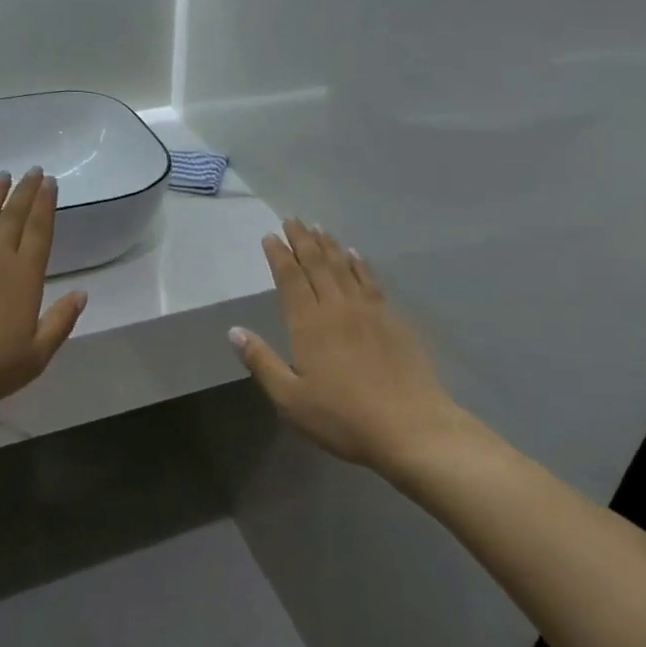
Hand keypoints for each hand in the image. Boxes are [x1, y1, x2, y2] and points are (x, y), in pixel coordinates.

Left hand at [0, 168, 87, 419]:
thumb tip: (81, 294)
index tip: (50, 182)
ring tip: (3, 175)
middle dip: (25, 191)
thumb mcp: (35, 356)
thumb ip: (60, 322)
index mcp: (24, 278)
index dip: (46, 205)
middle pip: (13, 217)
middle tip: (33, 170)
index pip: (39, 232)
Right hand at [231, 220, 473, 472]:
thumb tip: (234, 331)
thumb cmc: (343, 418)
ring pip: (344, 267)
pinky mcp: (393, 318)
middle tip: (293, 219)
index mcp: (308, 324)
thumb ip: (261, 361)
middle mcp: (337, 307)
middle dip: (302, 240)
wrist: (411, 427)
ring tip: (318, 228)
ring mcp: (369, 310)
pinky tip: (354, 254)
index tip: (270, 236)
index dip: (279, 256)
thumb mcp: (290, 399)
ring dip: (329, 245)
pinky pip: (371, 280)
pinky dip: (359, 263)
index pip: (290, 279)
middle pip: (316, 264)